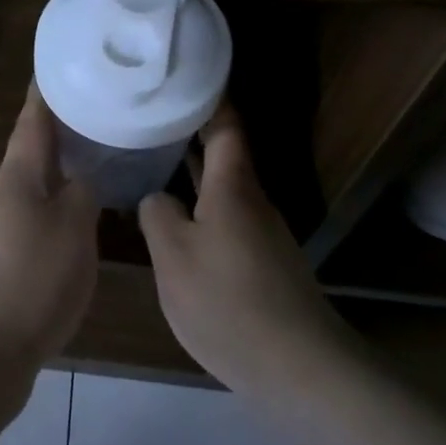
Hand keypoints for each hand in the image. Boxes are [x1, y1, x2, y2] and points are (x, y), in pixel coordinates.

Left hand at [0, 83, 100, 366]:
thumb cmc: (32, 278)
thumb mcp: (73, 229)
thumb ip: (82, 194)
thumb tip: (81, 179)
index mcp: (17, 176)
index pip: (33, 121)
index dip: (46, 93)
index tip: (59, 66)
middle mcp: (2, 194)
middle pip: (33, 152)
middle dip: (61, 131)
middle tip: (97, 113)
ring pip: (34, 186)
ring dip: (61, 171)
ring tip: (96, 160)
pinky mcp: (1, 259)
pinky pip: (34, 217)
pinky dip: (57, 206)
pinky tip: (80, 217)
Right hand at [138, 103, 347, 398]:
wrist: (299, 368)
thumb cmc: (228, 301)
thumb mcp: (174, 257)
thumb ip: (158, 215)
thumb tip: (158, 198)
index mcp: (232, 186)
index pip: (224, 125)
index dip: (207, 97)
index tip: (182, 76)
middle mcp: (252, 201)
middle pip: (222, 154)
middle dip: (188, 132)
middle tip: (146, 117)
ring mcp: (262, 234)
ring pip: (222, 189)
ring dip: (191, 172)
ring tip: (150, 162)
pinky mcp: (263, 264)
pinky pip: (225, 219)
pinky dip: (199, 207)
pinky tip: (174, 223)